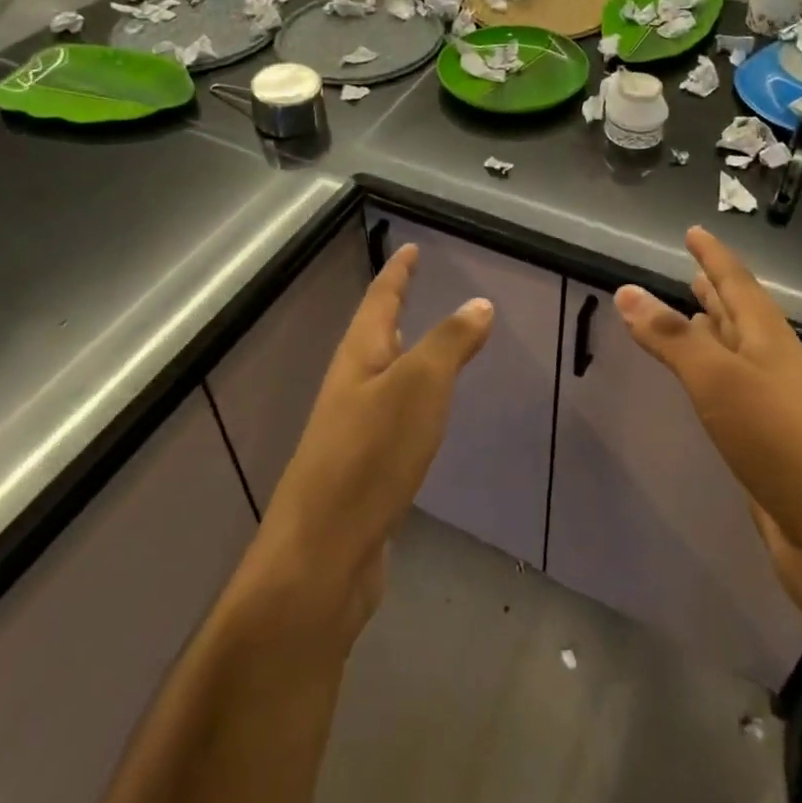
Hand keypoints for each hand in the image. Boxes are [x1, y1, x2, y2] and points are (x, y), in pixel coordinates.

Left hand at [257, 243, 492, 629]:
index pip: (380, 299)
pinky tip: (424, 418)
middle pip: (374, 336)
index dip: (397, 272)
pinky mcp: (362, 471)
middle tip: (417, 289)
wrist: (323, 555)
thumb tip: (478, 302)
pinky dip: (411, 403)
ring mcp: (352, 431)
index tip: (410, 248)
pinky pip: (391, 418)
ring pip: (382, 378)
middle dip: (395, 309)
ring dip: (404, 356)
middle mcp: (350, 387)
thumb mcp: (419, 387)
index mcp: (358, 358)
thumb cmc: (371, 456)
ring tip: (426, 346)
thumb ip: (449, 343)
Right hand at [613, 227, 801, 614]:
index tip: (694, 231)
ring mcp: (770, 401)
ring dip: (714, 328)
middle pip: (740, 313)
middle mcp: (771, 361)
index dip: (714, 255)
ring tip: (692, 311)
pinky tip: (701, 380)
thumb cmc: (778, 440)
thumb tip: (626, 290)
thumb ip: (672, 336)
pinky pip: (730, 387)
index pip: (737, 282)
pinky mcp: (762, 438)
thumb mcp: (718, 379)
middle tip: (692, 267)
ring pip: (735, 350)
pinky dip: (710, 371)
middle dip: (716, 288)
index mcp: (767, 338)